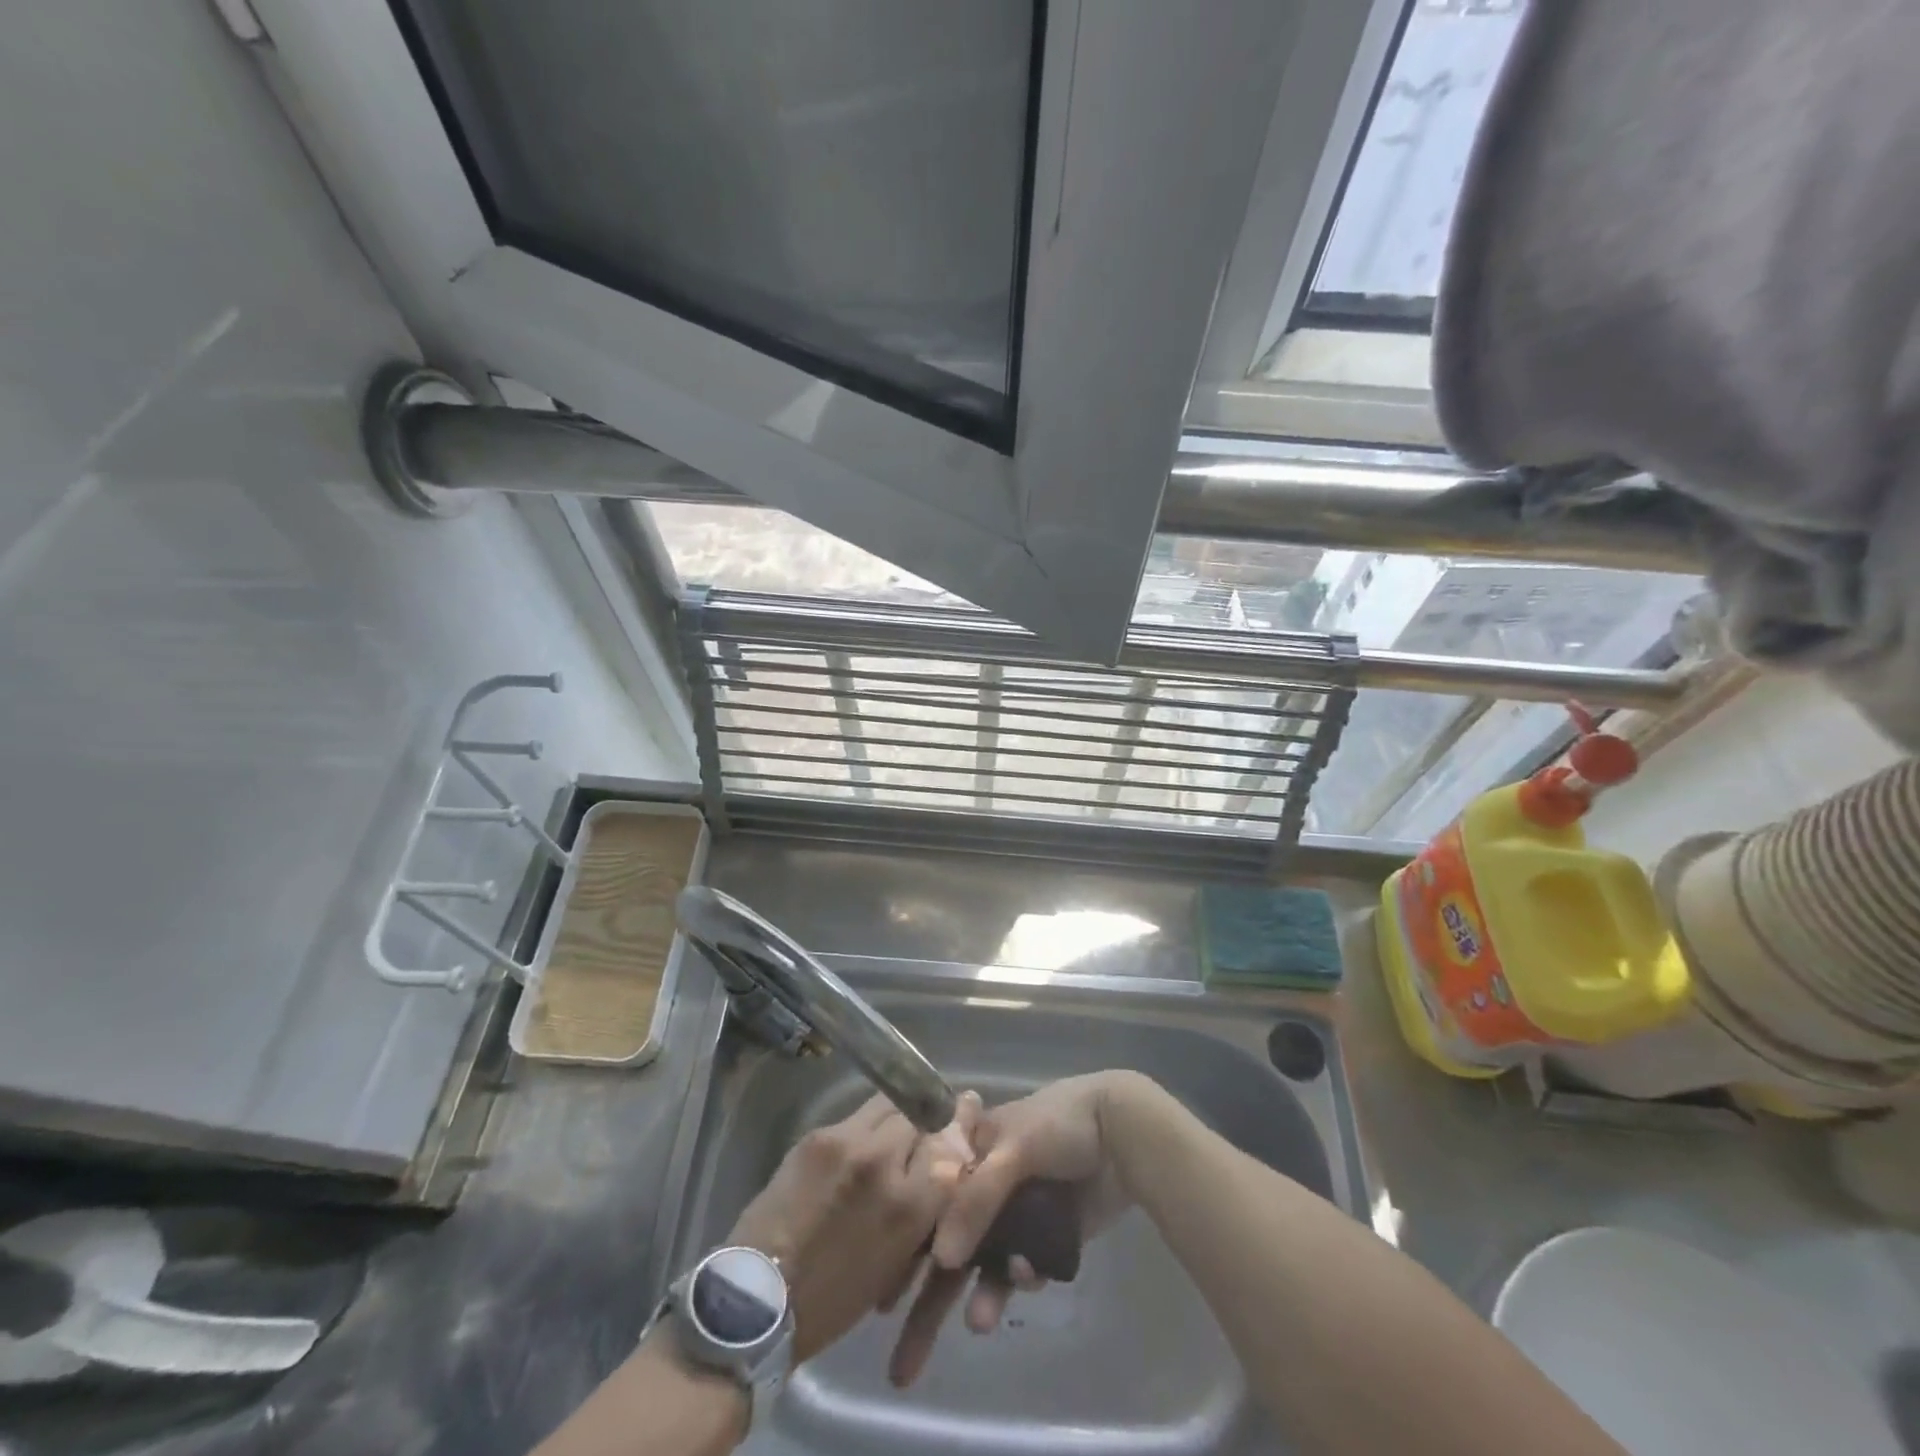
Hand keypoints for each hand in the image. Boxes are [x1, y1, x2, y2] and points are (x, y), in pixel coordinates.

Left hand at [727, 1095, 974, 1364]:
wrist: (758, 1300)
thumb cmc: (834, 1299)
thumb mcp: (897, 1260)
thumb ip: (926, 1206)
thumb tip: (947, 1162)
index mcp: (910, 1204)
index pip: (952, 1143)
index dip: (959, 1132)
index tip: (963, 1123)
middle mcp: (884, 1160)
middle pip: (923, 1113)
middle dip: (928, 1120)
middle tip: (926, 1130)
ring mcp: (847, 1141)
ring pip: (890, 1103)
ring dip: (898, 1115)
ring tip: (892, 1132)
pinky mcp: (817, 1134)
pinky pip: (855, 1117)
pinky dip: (864, 1128)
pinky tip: (858, 1146)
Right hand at [888, 1072, 1147, 1386]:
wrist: (1121, 1132)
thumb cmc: (1058, 1124)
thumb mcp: (1012, 1150)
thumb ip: (976, 1199)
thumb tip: (942, 1258)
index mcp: (970, 1149)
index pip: (929, 1198)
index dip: (908, 1243)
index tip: (886, 1290)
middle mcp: (986, 1182)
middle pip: (953, 1240)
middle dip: (933, 1295)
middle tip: (906, 1359)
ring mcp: (1016, 1211)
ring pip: (988, 1262)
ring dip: (983, 1293)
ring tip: (980, 1322)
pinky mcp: (1045, 1235)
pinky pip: (1023, 1267)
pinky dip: (1022, 1277)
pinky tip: (1030, 1274)